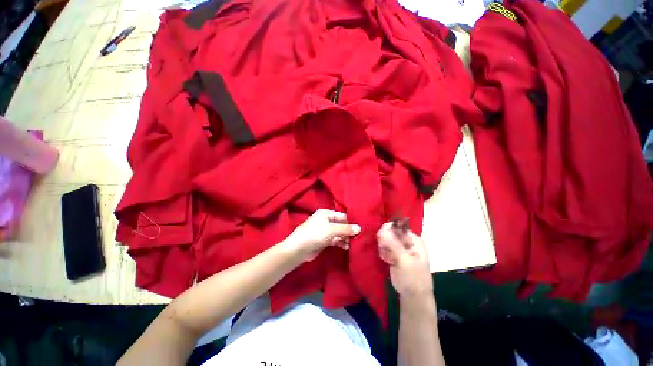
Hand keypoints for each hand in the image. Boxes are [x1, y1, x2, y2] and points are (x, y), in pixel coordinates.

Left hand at [284, 209, 360, 261]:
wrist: (299, 249)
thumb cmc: (316, 234)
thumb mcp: (332, 230)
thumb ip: (346, 229)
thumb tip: (359, 228)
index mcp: (326, 213)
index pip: (342, 216)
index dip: (350, 223)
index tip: (359, 230)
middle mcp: (326, 220)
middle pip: (341, 225)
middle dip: (348, 232)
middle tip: (356, 239)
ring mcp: (324, 231)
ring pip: (338, 233)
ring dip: (345, 238)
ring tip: (351, 244)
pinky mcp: (323, 240)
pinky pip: (335, 240)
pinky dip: (340, 243)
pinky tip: (345, 247)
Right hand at [376, 222, 432, 296]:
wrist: (413, 297)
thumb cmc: (413, 278)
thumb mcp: (404, 261)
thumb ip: (393, 244)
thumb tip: (381, 229)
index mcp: (413, 240)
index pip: (397, 227)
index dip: (387, 229)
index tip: (381, 237)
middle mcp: (407, 241)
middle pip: (390, 232)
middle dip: (385, 241)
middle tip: (385, 251)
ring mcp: (400, 247)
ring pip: (385, 239)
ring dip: (383, 248)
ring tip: (388, 258)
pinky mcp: (394, 254)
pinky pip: (384, 247)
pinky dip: (383, 253)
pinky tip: (387, 260)